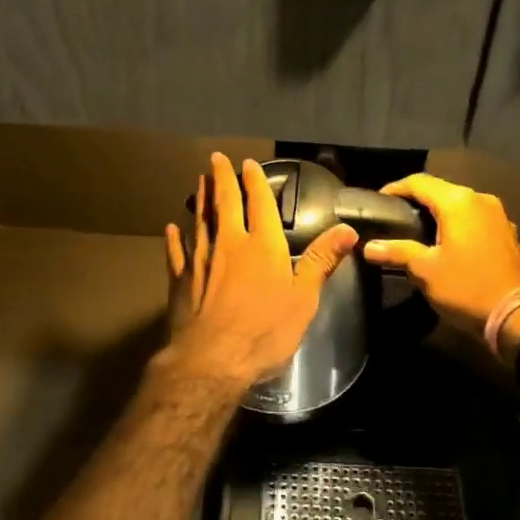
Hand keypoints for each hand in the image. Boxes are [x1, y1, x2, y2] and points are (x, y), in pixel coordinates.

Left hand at [162, 154, 357, 397]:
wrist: (213, 360)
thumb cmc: (265, 331)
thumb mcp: (304, 299)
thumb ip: (322, 261)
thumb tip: (348, 229)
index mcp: (262, 246)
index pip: (260, 204)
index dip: (256, 182)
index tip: (249, 164)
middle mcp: (229, 244)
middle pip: (225, 203)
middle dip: (222, 178)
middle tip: (215, 158)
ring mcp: (201, 260)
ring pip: (200, 221)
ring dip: (201, 200)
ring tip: (200, 182)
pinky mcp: (180, 281)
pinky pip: (177, 253)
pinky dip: (174, 239)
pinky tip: (171, 228)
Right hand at [362, 174, 519, 337]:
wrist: (518, 316)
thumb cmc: (466, 288)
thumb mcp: (425, 270)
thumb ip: (397, 251)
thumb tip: (368, 246)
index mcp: (457, 202)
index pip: (419, 182)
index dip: (395, 188)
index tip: (379, 201)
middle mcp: (479, 199)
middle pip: (440, 189)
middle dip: (416, 198)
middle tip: (394, 215)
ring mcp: (497, 214)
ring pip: (458, 202)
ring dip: (437, 210)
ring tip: (416, 227)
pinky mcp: (506, 231)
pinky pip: (473, 216)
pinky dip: (456, 221)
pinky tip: (445, 239)